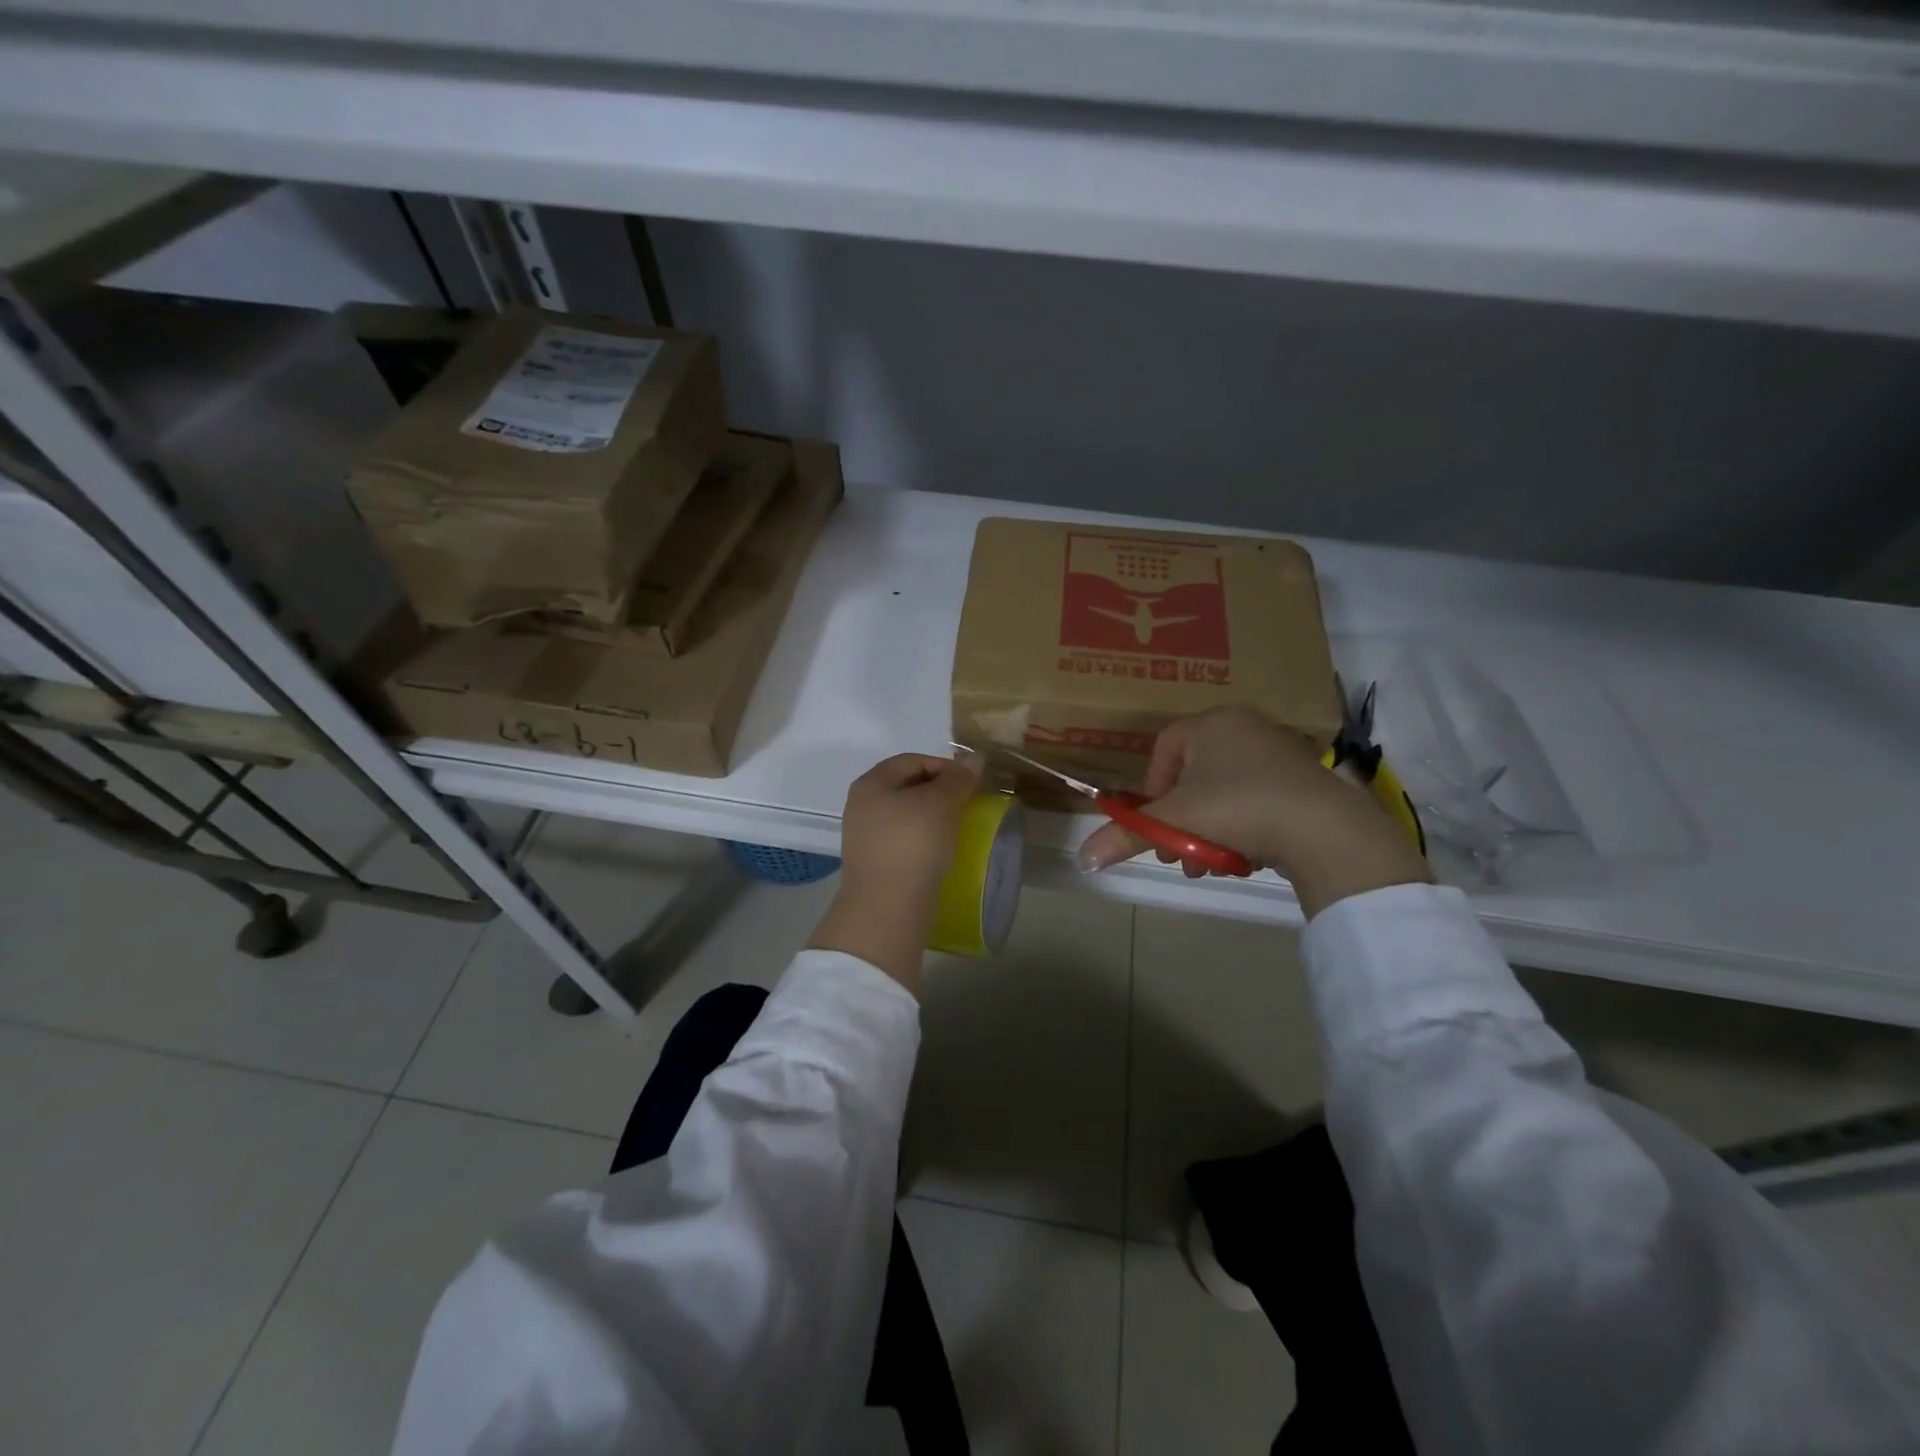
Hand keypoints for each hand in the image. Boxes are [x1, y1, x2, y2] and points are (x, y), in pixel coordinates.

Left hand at [808, 753, 980, 994]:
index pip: (911, 760)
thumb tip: (974, 758)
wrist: (887, 910)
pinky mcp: (877, 864)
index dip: (944, 765)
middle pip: (908, 786)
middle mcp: (862, 806)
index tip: (972, 781)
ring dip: (935, 817)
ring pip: (908, 815)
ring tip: (960, 826)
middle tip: (969, 802)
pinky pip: (906, 841)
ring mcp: (867, 837)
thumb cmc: (912, 845)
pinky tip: (945, 850)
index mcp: (871, 784)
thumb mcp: (941, 804)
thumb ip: (958, 779)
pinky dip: (927, 840)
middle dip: (941, 791)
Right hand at [1077, 706, 1429, 917]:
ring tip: (1211, 865)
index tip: (1157, 824)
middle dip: (1181, 820)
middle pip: (1193, 776)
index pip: (1164, 748)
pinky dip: (1242, 826)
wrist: (1324, 828)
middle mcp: (1244, 726)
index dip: (1152, 790)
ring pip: (1224, 792)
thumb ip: (1125, 837)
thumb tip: (1082, 860)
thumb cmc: (1237, 808)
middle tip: (1179, 856)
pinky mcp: (1305, 777)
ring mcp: (1279, 750)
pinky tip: (1244, 857)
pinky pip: (1256, 798)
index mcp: (1210, 724)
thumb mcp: (1174, 823)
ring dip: (1208, 830)